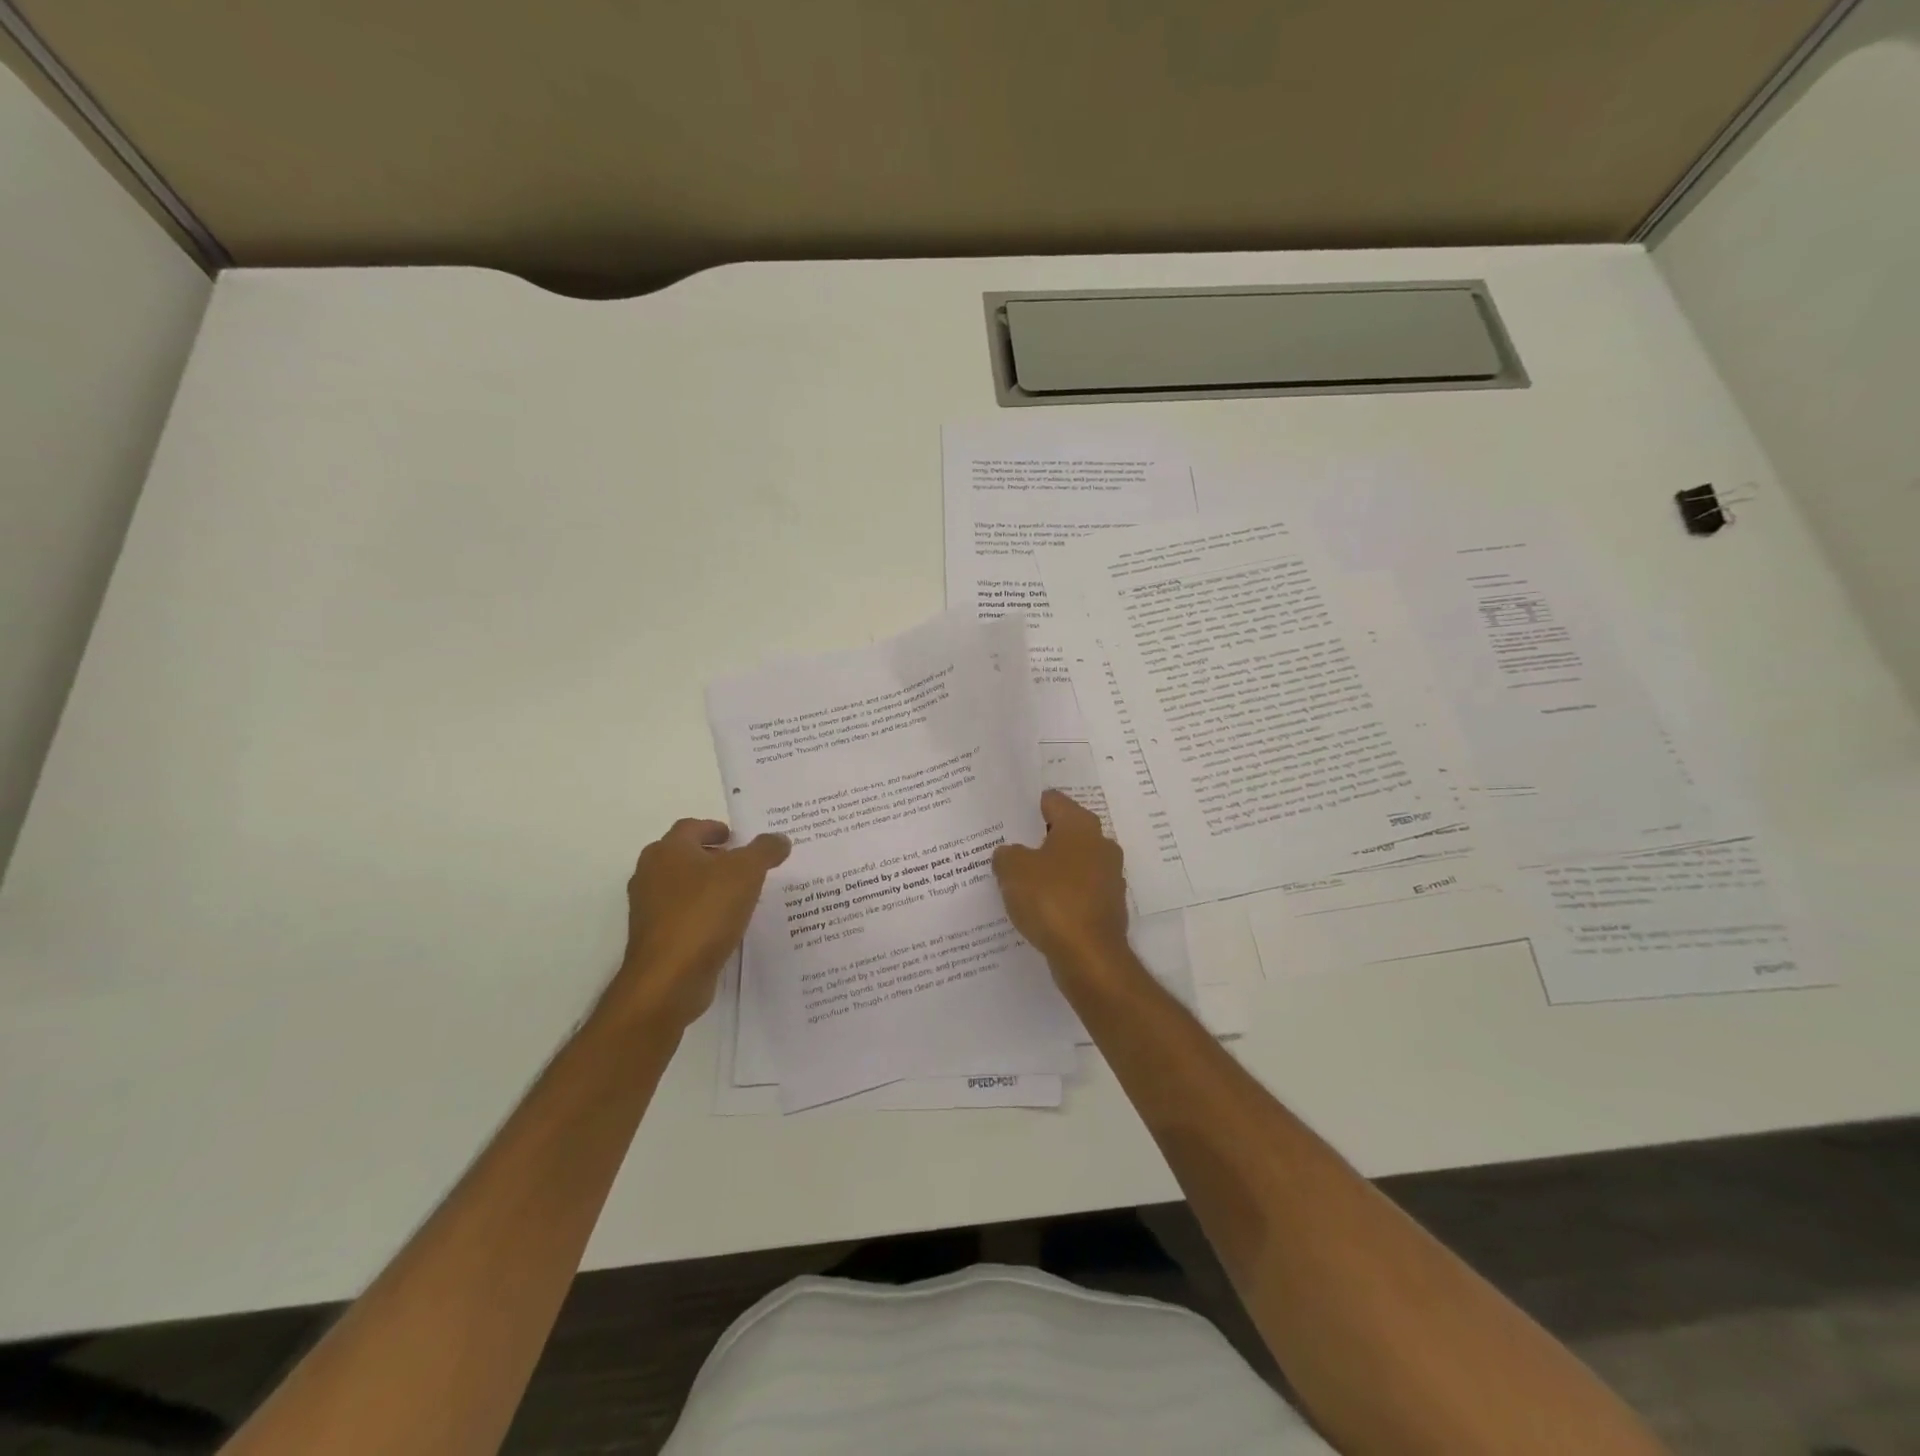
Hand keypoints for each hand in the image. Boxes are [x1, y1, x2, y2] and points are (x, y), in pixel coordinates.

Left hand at [615, 818, 790, 1029]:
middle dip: (713, 857)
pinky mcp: (655, 938)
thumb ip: (765, 850)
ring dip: (708, 886)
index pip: (691, 827)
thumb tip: (780, 838)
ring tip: (741, 895)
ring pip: (682, 887)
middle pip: (684, 856)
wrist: (669, 978)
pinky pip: (682, 915)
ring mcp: (648, 909)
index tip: (737, 838)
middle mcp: (651, 874)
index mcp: (668, 851)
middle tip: (744, 864)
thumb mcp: (746, 872)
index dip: (715, 828)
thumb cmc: (705, 912)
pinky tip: (726, 924)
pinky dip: (702, 913)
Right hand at [993, 790, 1130, 982]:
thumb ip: (1007, 855)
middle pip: (1064, 833)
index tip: (1008, 815)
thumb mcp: (1012, 870)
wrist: (1089, 957)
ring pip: (1071, 864)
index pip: (1053, 801)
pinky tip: (1038, 908)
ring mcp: (1109, 877)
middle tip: (1008, 847)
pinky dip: (1060, 896)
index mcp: (1081, 825)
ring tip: (1018, 880)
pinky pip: (1077, 892)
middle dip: (1038, 840)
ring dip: (1050, 870)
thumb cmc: (1051, 900)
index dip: (1028, 806)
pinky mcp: (1108, 907)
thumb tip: (1011, 854)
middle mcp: (1101, 845)